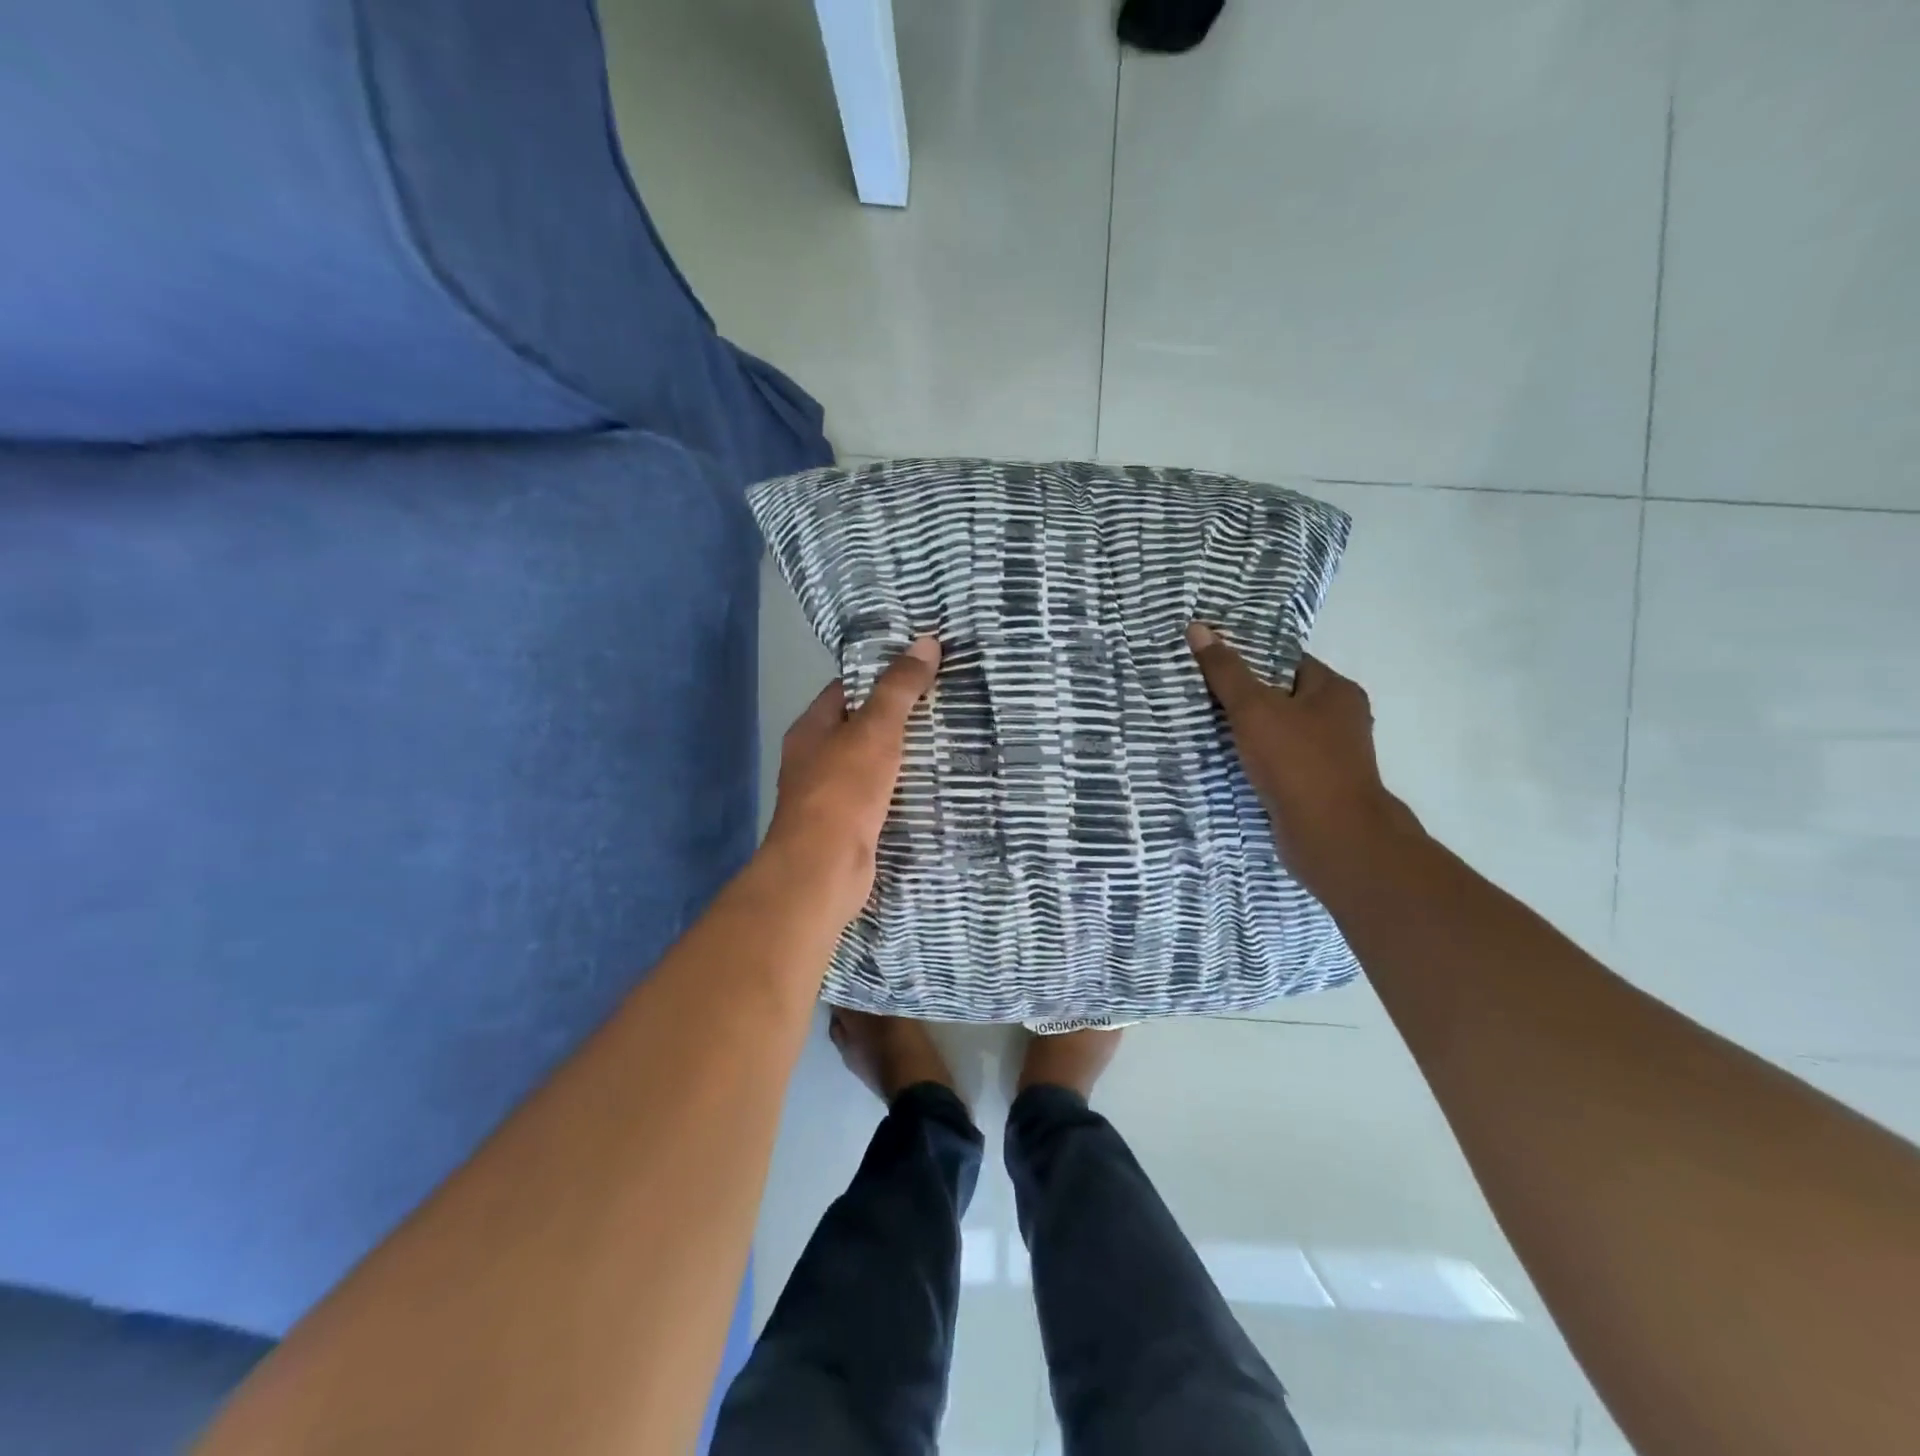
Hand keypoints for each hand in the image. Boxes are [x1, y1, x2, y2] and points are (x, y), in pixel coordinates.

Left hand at [762, 636, 941, 923]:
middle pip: (860, 728)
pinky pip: (879, 797)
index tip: (921, 670)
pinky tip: (933, 787)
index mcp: (811, 729)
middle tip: (945, 705)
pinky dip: (902, 790)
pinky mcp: (848, 826)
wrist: (823, 868)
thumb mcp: (875, 730)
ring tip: (948, 741)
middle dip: (898, 718)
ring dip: (902, 756)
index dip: (881, 676)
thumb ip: (899, 688)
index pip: (847, 689)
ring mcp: (829, 796)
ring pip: (871, 764)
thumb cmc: (843, 789)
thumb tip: (926, 642)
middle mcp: (814, 759)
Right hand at [1186, 623, 1414, 883]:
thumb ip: (1226, 671)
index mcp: (1335, 691)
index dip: (1248, 658)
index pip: (1286, 661)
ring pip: (1278, 732)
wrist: (1332, 837)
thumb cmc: (1297, 762)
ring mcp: (1329, 755)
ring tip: (1202, 725)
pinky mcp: (1315, 786)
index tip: (1210, 661)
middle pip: (1281, 696)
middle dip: (1243, 697)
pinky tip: (1225, 761)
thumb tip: (1198, 628)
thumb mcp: (1254, 709)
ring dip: (1246, 732)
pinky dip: (1254, 760)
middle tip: (1198, 693)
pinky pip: (1278, 761)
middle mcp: (1339, 719)